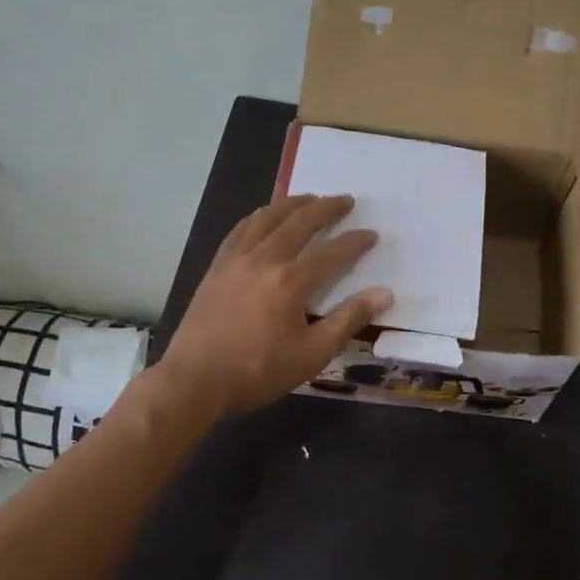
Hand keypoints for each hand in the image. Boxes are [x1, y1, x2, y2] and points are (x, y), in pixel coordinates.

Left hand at [157, 194, 393, 419]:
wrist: (194, 381)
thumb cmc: (257, 372)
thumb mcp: (312, 354)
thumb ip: (349, 320)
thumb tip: (384, 294)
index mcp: (291, 281)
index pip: (332, 252)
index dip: (355, 242)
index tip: (372, 234)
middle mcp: (264, 258)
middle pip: (300, 221)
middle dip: (326, 208)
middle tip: (345, 199)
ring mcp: (236, 258)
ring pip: (267, 217)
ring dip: (292, 203)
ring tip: (309, 198)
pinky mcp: (217, 266)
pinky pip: (241, 228)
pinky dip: (260, 216)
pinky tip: (265, 216)